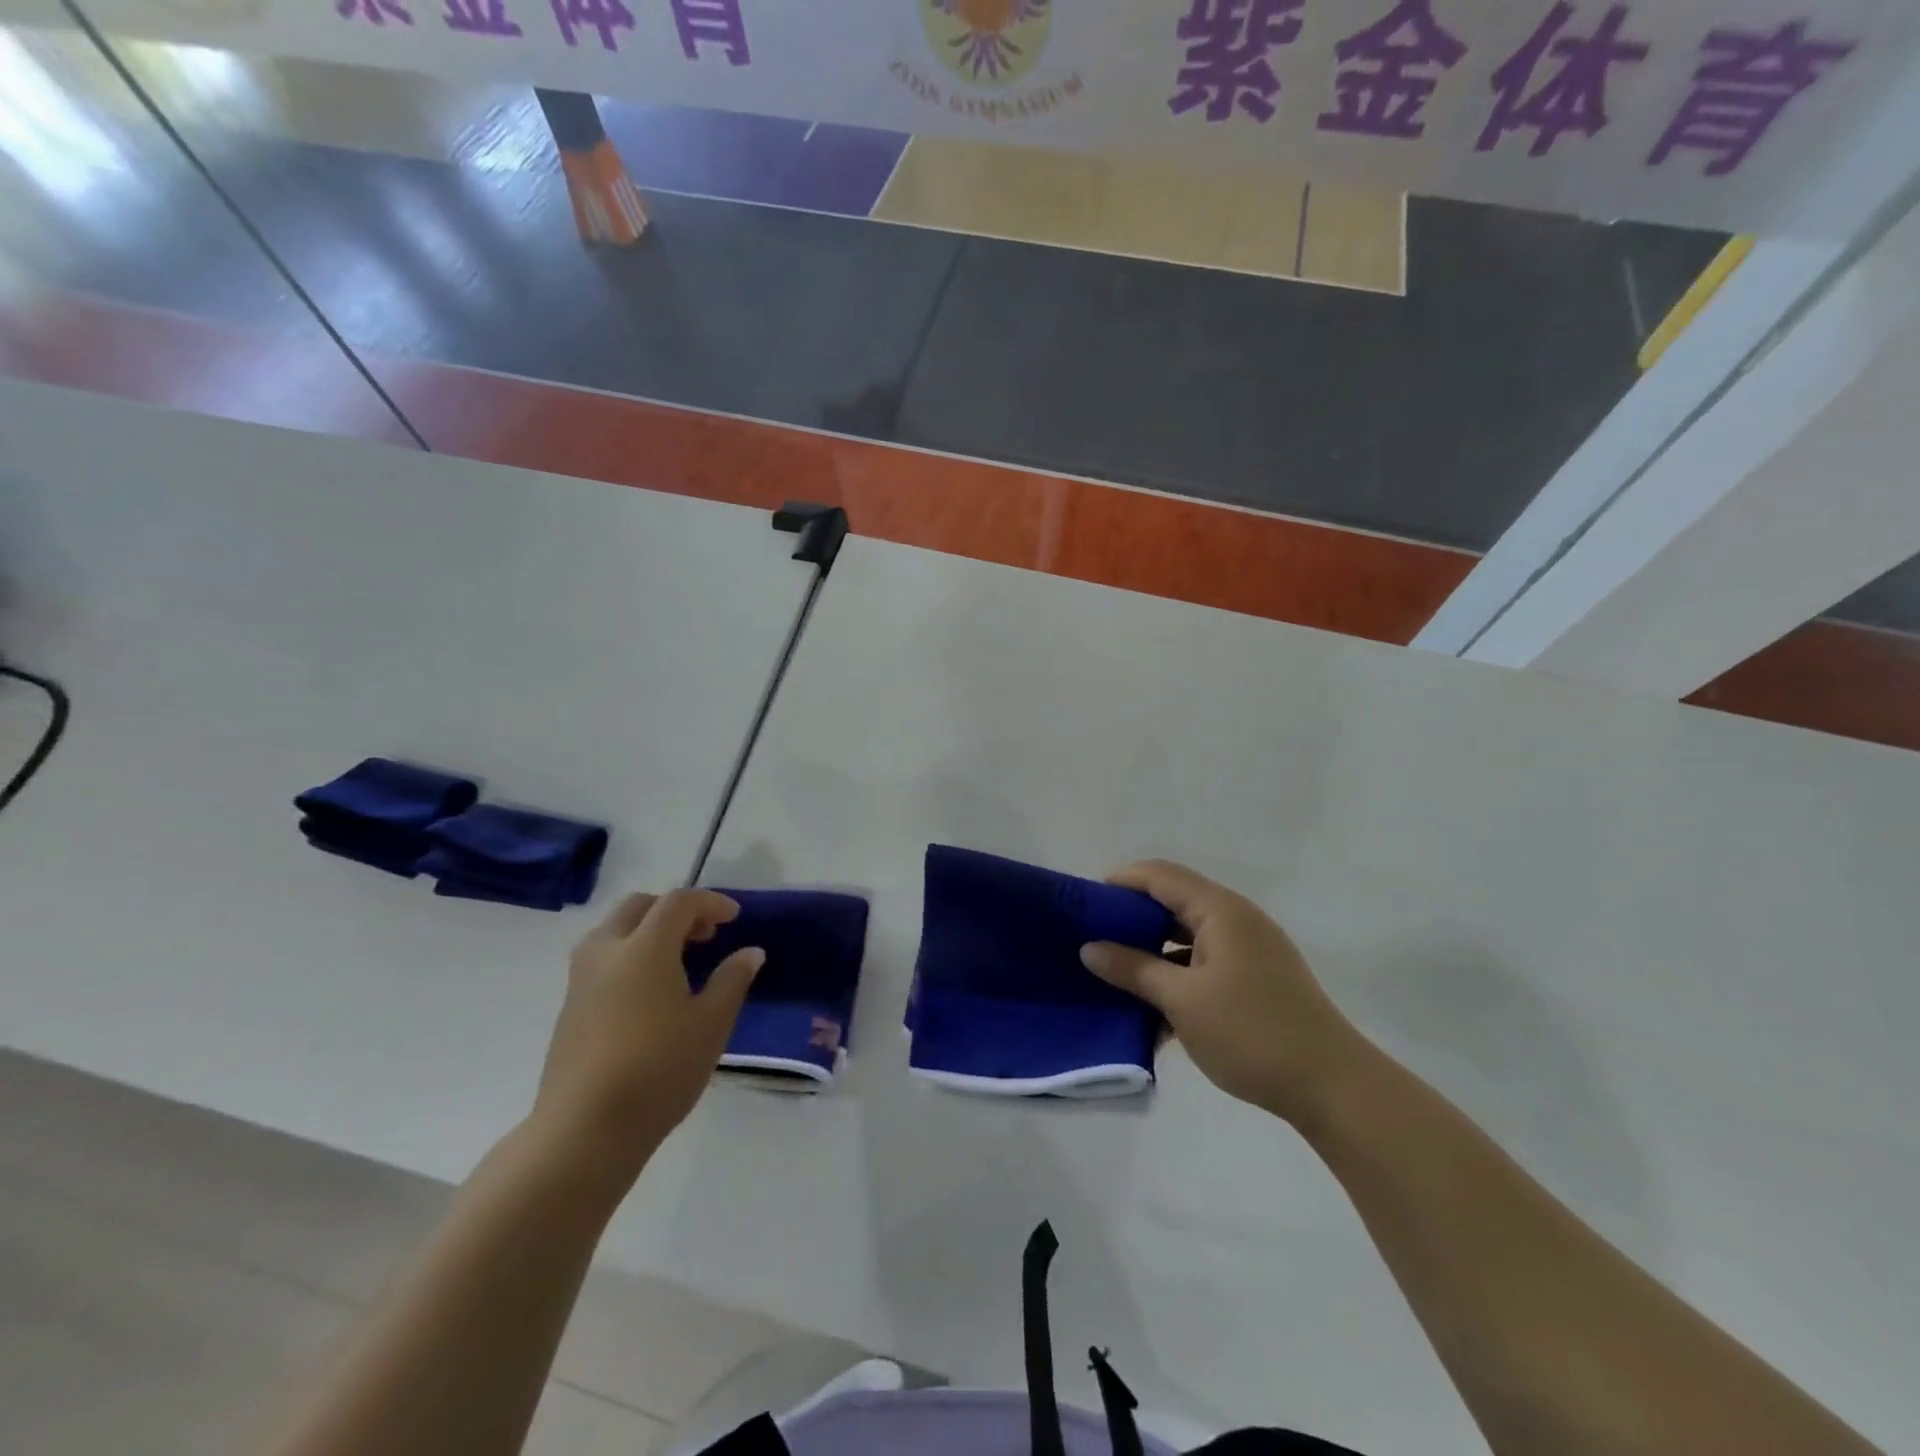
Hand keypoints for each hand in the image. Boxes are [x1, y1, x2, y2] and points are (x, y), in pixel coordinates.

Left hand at [530, 889, 762, 1176]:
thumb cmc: (659, 1069)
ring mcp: (581, 980)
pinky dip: (629, 955)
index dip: (710, 902)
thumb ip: (732, 980)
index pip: (678, 902)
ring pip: (613, 931)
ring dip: (647, 931)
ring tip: (676, 961)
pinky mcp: (569, 1008)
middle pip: (639, 906)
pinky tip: (649, 993)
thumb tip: (750, 952)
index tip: (734, 918)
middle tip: (704, 935)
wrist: (583, 1130)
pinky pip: (601, 959)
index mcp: (644, 947)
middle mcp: (607, 952)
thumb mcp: (712, 1024)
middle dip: (674, 911)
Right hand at [1080, 860, 1363, 1125]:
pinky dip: (1177, 976)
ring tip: (1115, 973)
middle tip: (1093, 938)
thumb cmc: (1251, 1032)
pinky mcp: (1256, 979)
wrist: (1332, 1086)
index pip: (1160, 875)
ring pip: (1187, 936)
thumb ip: (1132, 969)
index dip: (1120, 882)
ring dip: (1152, 952)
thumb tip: (1090, 949)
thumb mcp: (1182, 1000)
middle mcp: (1236, 919)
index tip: (1084, 904)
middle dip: (1131, 918)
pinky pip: (1204, 963)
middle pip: (1173, 902)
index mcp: (1220, 910)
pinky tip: (1153, 1010)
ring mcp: (1249, 950)